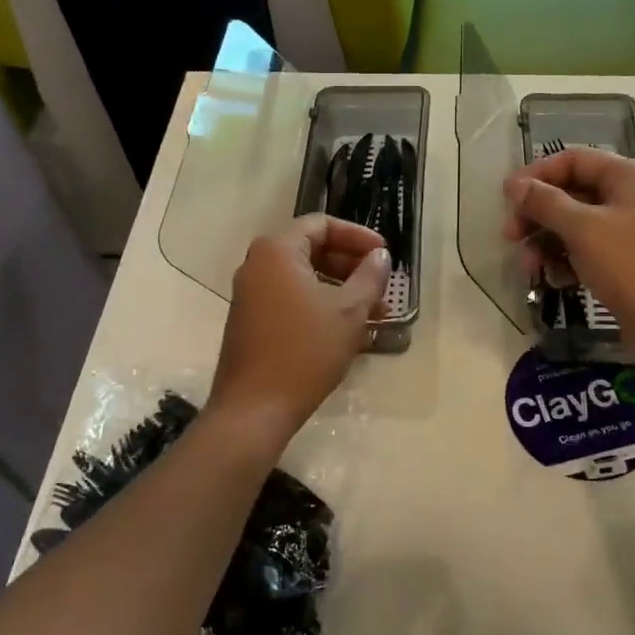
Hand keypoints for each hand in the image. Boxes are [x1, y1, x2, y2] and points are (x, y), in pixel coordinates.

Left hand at [206, 215, 390, 451]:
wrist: (254, 409)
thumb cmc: (305, 351)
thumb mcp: (349, 311)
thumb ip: (370, 276)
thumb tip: (380, 256)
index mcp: (277, 251)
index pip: (322, 225)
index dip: (358, 236)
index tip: (384, 254)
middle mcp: (257, 265)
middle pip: (312, 249)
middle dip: (351, 265)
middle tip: (381, 284)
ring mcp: (250, 294)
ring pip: (303, 278)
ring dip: (340, 289)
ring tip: (373, 313)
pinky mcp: (250, 320)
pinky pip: (291, 298)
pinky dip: (320, 305)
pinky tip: (347, 330)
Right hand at [504, 149, 634, 371]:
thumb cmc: (630, 264)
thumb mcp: (582, 228)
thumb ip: (544, 202)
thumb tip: (514, 185)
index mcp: (628, 176)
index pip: (574, 160)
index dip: (537, 174)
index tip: (507, 196)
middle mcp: (629, 197)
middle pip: (570, 193)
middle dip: (537, 214)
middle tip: (510, 236)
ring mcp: (627, 231)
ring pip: (573, 225)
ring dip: (546, 242)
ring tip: (528, 268)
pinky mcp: (622, 261)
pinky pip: (584, 250)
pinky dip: (565, 261)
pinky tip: (553, 280)